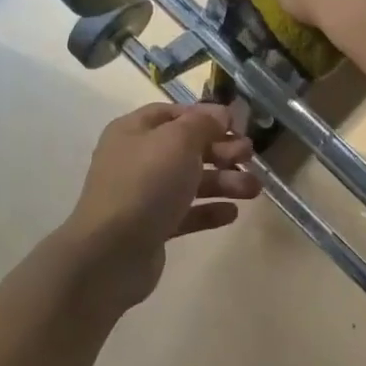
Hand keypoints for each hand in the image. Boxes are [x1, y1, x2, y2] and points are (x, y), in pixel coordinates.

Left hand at [62, 103, 260, 306]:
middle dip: (221, 150)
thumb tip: (220, 113)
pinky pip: (186, 213)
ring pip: (190, 182)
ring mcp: (143, 196)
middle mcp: (136, 160)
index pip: (173, 114)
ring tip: (253, 190)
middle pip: (186, 148)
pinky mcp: (152, 227)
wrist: (112, 252)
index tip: (235, 124)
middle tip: (249, 156)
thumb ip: (202, 123)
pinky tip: (232, 214)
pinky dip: (209, 211)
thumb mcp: (178, 141)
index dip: (204, 116)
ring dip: (224, 182)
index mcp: (134, 132)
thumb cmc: (146, 184)